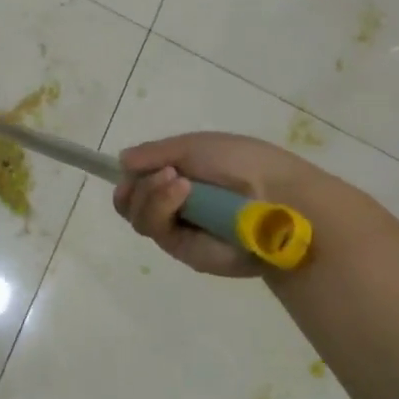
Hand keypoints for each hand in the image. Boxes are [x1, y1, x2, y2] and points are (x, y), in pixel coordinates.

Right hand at [113, 132, 373, 277]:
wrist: (277, 195)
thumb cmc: (241, 162)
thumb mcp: (193, 145)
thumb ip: (154, 153)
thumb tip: (121, 161)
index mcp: (179, 178)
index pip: (138, 181)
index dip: (130, 176)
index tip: (131, 167)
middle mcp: (175, 206)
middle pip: (129, 202)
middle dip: (137, 186)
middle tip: (159, 173)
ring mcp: (180, 230)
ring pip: (138, 216)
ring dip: (149, 194)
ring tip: (175, 180)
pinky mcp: (186, 253)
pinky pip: (157, 231)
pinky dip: (162, 205)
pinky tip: (182, 190)